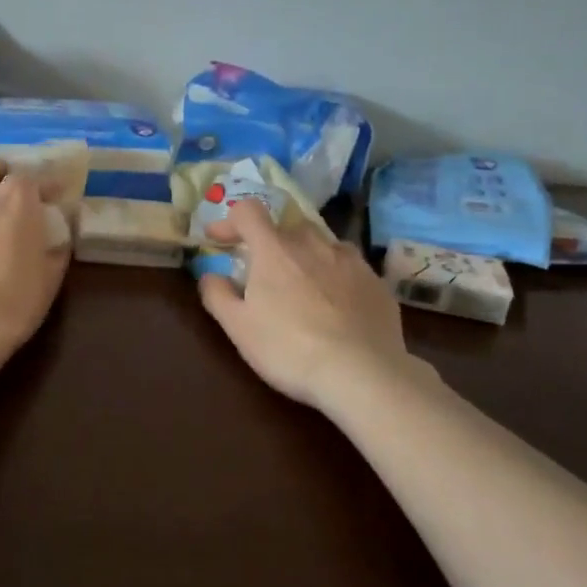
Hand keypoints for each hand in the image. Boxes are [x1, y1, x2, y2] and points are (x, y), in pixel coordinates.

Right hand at [198, 201, 419, 413]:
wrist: (362, 374)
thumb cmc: (289, 349)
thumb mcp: (239, 328)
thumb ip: (217, 295)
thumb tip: (210, 275)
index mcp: (274, 250)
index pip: (248, 212)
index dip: (229, 221)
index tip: (218, 239)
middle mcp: (313, 244)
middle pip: (287, 227)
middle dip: (271, 243)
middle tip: (264, 273)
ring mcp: (350, 261)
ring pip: (322, 245)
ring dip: (307, 257)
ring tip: (304, 287)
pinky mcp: (376, 282)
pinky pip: (350, 268)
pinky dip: (336, 277)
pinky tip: (337, 306)